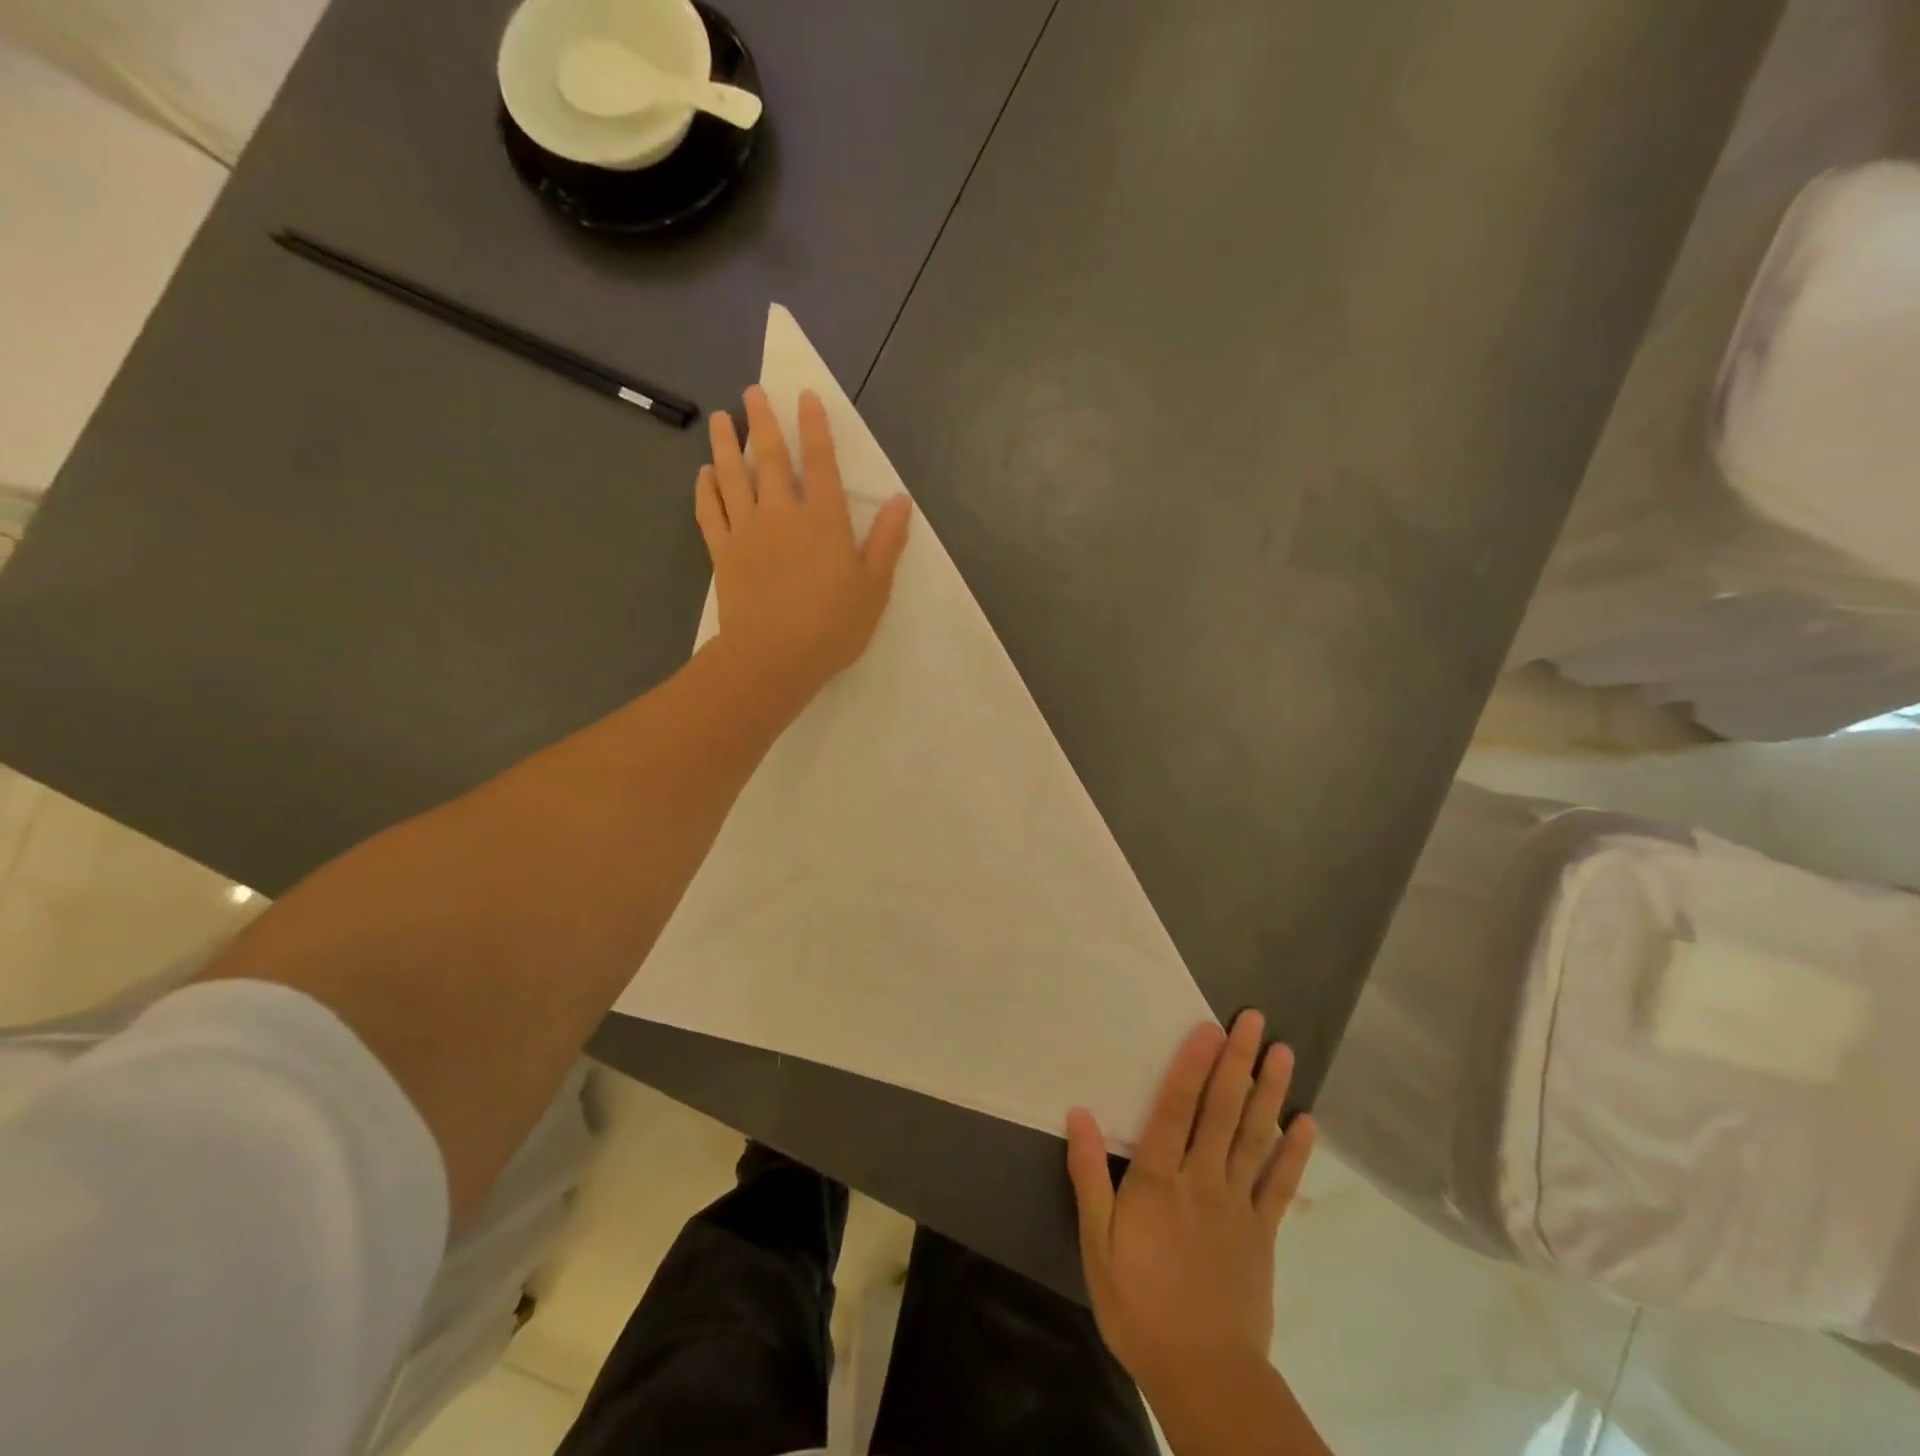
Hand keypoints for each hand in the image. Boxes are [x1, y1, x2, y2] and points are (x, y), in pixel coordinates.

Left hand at [696, 385, 912, 703]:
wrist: (774, 657)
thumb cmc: (833, 626)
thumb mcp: (874, 587)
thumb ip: (887, 541)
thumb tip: (902, 501)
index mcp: (824, 519)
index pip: (819, 461)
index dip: (813, 426)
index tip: (805, 396)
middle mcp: (782, 513)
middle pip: (768, 457)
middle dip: (761, 420)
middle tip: (751, 392)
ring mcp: (747, 531)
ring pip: (731, 476)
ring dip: (725, 444)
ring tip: (720, 418)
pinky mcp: (723, 553)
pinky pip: (709, 512)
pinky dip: (704, 490)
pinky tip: (703, 474)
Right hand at [1067, 1013, 1315, 1397]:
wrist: (1205, 1376)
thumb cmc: (1140, 1307)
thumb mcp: (1097, 1245)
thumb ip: (1089, 1177)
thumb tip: (1079, 1113)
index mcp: (1159, 1180)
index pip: (1176, 1108)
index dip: (1192, 1065)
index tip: (1209, 1027)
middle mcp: (1202, 1179)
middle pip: (1221, 1110)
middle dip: (1237, 1061)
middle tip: (1254, 1021)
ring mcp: (1238, 1205)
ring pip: (1254, 1137)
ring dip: (1269, 1092)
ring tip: (1283, 1052)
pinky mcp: (1264, 1234)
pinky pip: (1281, 1185)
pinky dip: (1295, 1152)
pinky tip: (1306, 1122)